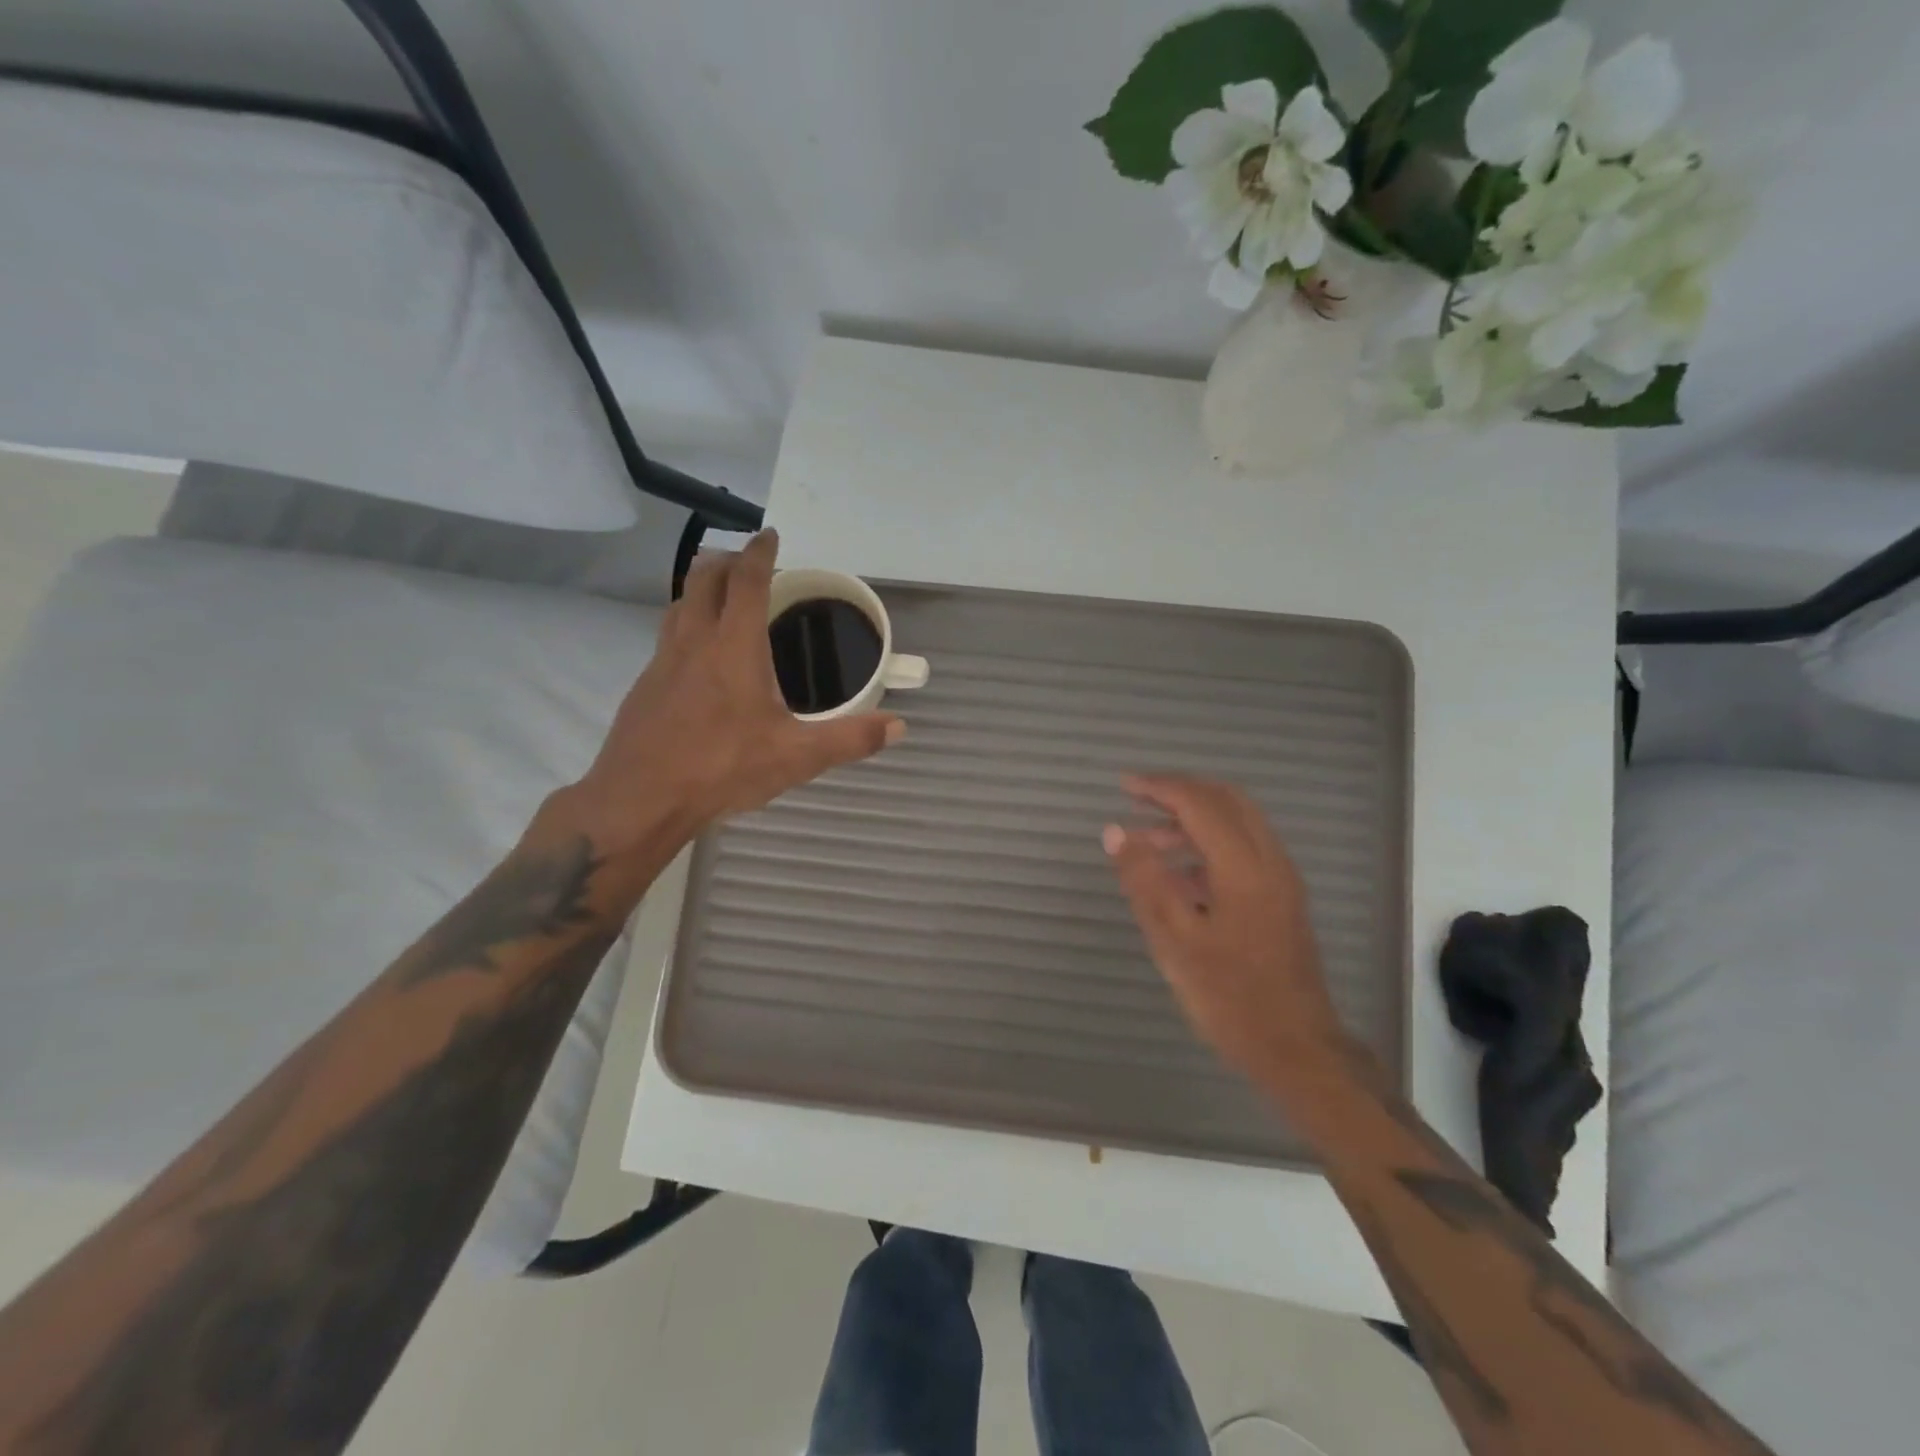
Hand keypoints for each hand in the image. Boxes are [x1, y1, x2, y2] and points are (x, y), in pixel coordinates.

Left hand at [554, 530, 903, 866]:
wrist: (640, 799)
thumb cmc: (722, 769)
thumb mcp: (797, 757)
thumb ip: (849, 739)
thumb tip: (898, 727)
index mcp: (734, 647)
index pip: (747, 581)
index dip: (760, 552)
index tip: (771, 535)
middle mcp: (695, 641)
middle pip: (705, 578)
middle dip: (728, 560)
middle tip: (751, 563)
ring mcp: (662, 660)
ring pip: (680, 602)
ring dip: (702, 587)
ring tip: (724, 597)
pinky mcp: (645, 684)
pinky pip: (667, 634)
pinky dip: (686, 623)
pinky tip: (699, 655)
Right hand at [1105, 776, 1344, 1090]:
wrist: (1297, 1050)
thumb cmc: (1230, 997)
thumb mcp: (1174, 940)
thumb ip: (1144, 879)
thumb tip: (1115, 832)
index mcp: (1244, 866)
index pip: (1199, 803)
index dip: (1159, 787)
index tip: (1123, 785)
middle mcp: (1270, 860)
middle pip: (1227, 800)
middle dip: (1180, 791)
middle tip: (1138, 797)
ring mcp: (1281, 879)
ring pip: (1238, 823)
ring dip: (1194, 819)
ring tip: (1149, 842)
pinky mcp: (1282, 899)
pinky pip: (1245, 849)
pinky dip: (1210, 843)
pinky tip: (1179, 876)